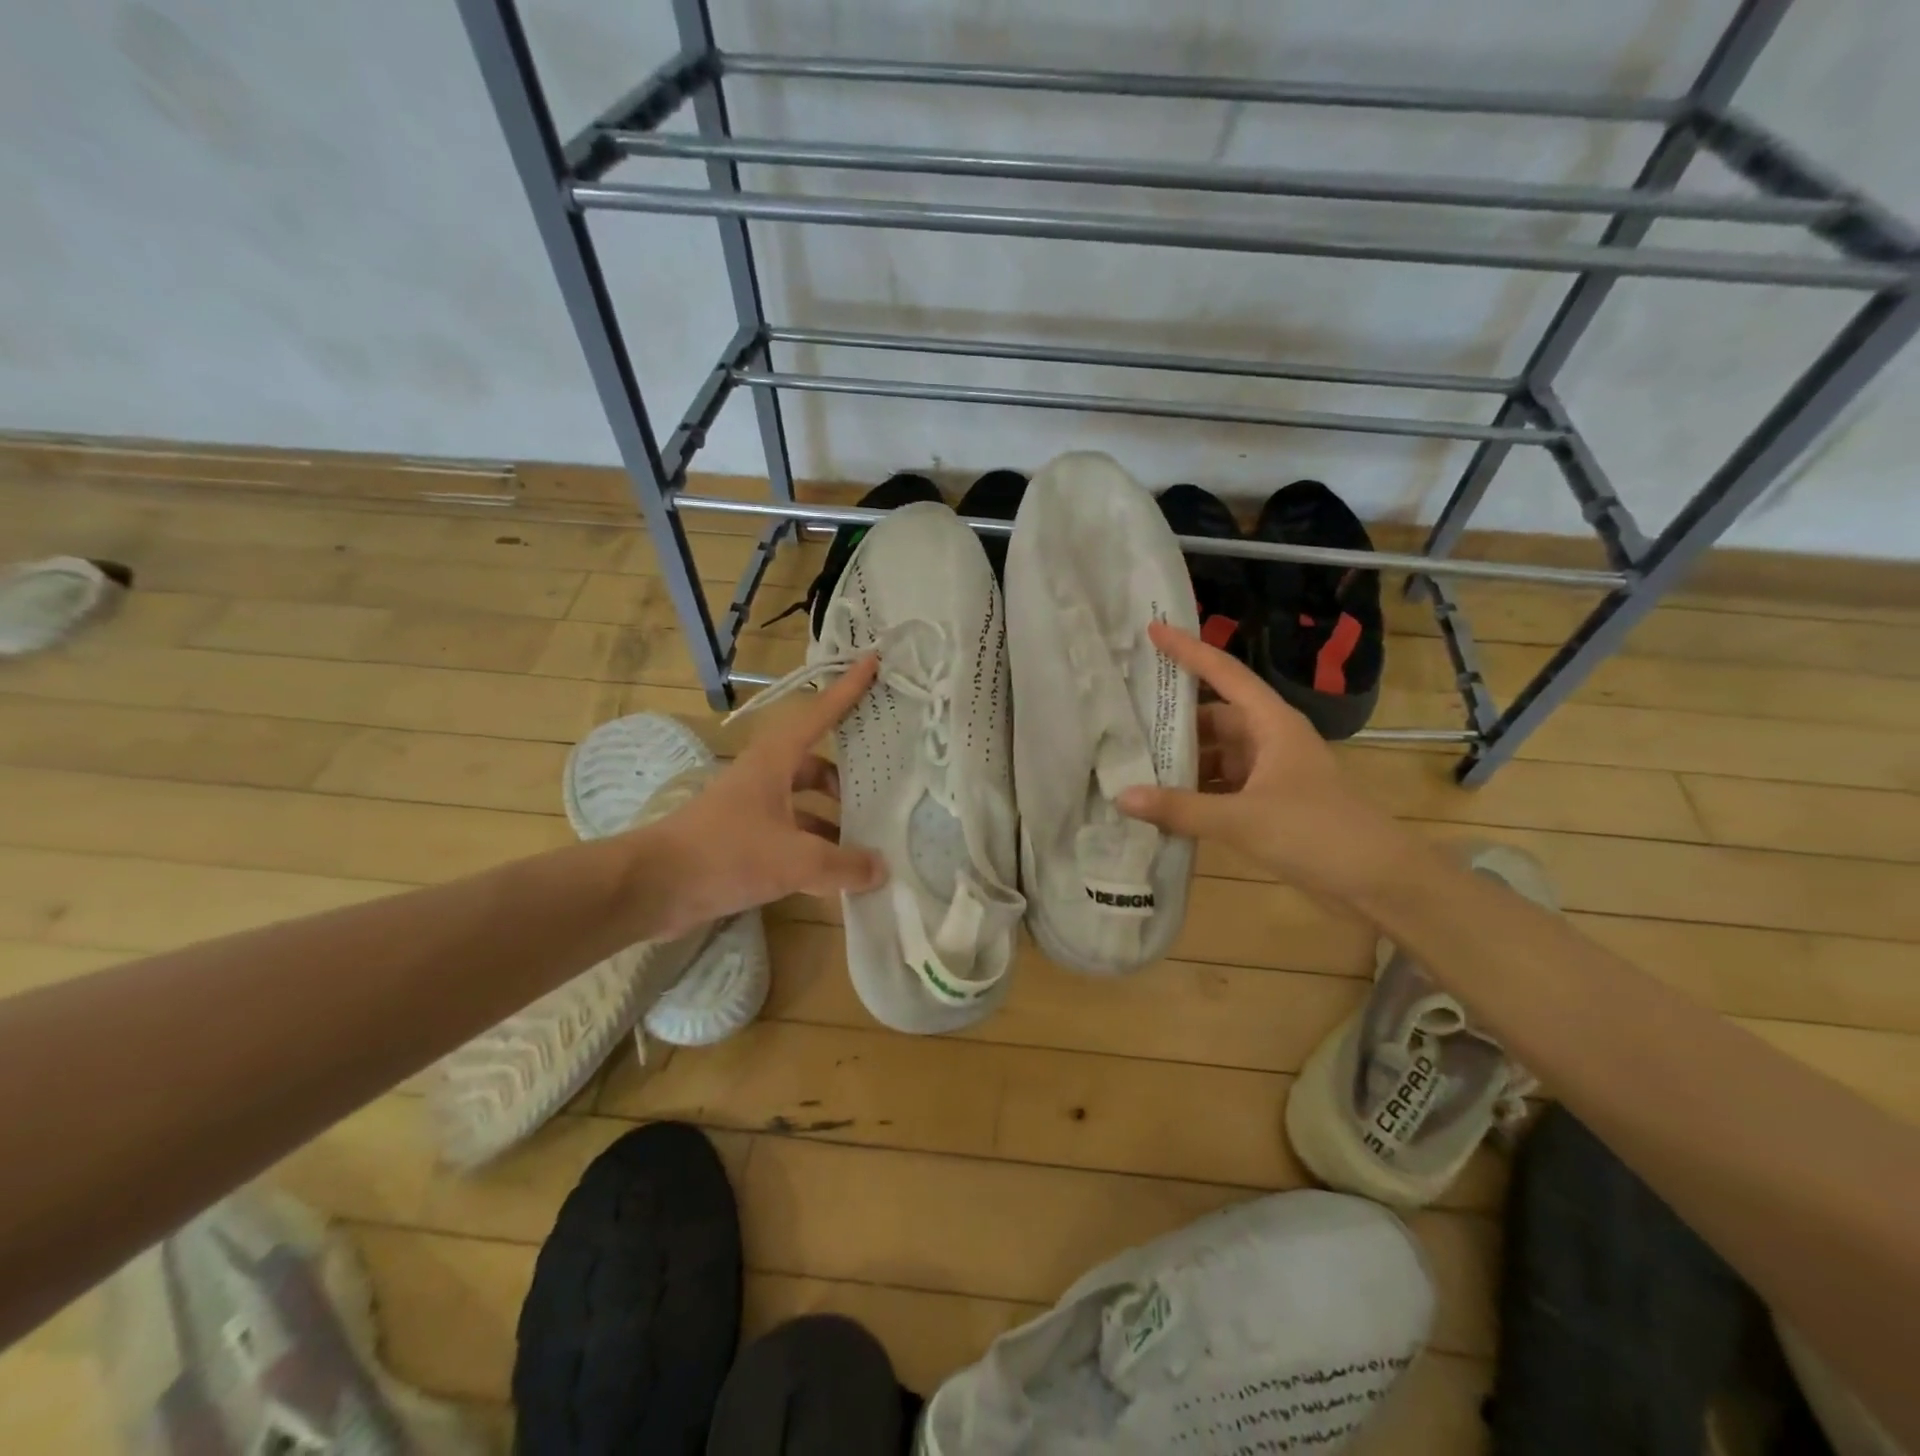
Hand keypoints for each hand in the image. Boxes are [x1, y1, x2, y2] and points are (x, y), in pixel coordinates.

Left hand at [630, 658, 888, 937]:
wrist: (651, 887)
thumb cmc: (725, 853)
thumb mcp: (794, 859)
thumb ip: (842, 864)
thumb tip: (882, 869)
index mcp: (774, 761)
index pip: (818, 715)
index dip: (846, 690)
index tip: (871, 662)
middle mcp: (764, 778)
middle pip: (815, 765)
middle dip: (847, 777)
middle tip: (884, 787)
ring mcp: (752, 810)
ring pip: (803, 805)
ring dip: (833, 820)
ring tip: (869, 842)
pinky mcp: (743, 842)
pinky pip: (791, 837)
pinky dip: (814, 850)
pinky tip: (836, 877)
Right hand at [1115, 622, 1405, 898]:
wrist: (1380, 882)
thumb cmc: (1316, 833)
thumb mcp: (1242, 819)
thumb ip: (1180, 808)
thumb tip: (1121, 796)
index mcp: (1271, 724)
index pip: (1224, 673)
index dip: (1188, 650)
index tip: (1152, 630)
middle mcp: (1268, 740)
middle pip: (1212, 717)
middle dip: (1172, 719)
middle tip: (1122, 717)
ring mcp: (1268, 773)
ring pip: (1214, 754)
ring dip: (1181, 761)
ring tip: (1131, 761)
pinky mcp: (1267, 804)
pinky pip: (1220, 787)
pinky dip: (1193, 792)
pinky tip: (1161, 803)